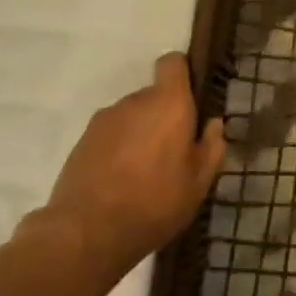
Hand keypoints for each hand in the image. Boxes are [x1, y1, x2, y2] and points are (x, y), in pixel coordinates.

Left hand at [24, 53, 226, 288]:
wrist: (85, 233)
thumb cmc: (154, 203)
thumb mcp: (199, 183)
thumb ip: (212, 147)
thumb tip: (213, 124)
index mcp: (168, 103)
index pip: (173, 62)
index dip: (183, 74)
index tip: (191, 101)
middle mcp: (135, 101)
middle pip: (154, 96)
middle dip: (164, 116)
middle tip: (172, 153)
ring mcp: (104, 120)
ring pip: (131, 117)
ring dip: (140, 134)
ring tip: (143, 173)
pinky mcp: (82, 141)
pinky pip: (110, 135)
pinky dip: (118, 149)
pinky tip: (120, 182)